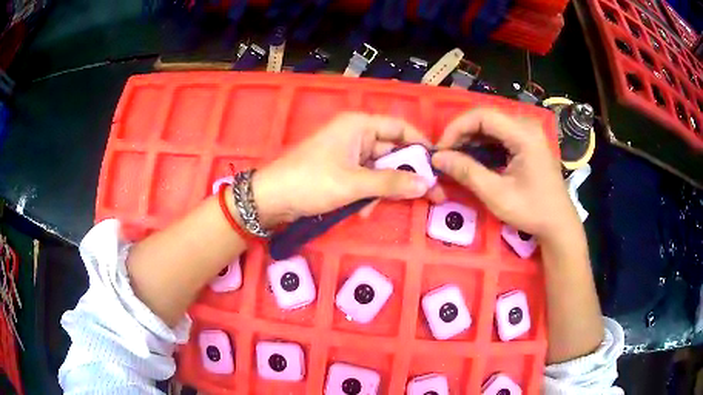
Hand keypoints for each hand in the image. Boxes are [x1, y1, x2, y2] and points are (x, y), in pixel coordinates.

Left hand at [252, 112, 442, 225]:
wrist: (271, 199)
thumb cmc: (312, 182)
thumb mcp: (354, 184)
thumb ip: (392, 182)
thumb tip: (427, 184)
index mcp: (359, 125)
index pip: (400, 128)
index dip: (421, 145)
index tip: (438, 165)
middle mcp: (356, 134)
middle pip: (392, 152)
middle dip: (403, 176)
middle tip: (429, 196)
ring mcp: (348, 153)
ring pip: (380, 170)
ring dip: (381, 191)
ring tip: (369, 210)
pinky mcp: (341, 170)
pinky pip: (365, 180)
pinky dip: (367, 195)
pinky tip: (359, 210)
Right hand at [431, 108, 579, 242]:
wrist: (558, 224)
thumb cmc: (532, 211)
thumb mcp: (497, 194)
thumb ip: (467, 172)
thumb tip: (438, 158)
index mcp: (524, 134)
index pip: (482, 115)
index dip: (456, 128)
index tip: (441, 150)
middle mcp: (527, 126)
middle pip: (486, 118)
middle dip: (462, 134)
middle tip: (445, 155)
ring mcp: (529, 133)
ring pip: (491, 126)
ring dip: (471, 139)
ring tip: (455, 158)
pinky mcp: (528, 142)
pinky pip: (500, 136)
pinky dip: (483, 145)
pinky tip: (473, 159)